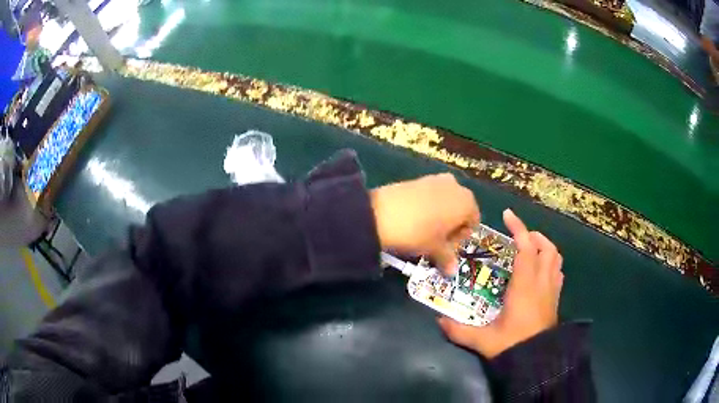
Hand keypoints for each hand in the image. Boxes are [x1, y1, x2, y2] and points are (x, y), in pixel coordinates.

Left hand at [370, 173, 479, 274]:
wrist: (382, 213)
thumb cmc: (418, 232)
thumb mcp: (434, 249)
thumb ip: (447, 259)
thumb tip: (452, 272)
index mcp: (467, 202)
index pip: (473, 222)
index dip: (461, 238)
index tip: (446, 248)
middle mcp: (456, 186)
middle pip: (460, 210)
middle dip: (451, 227)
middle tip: (435, 242)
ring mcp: (436, 179)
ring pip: (445, 202)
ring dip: (439, 217)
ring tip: (423, 232)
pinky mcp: (418, 178)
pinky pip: (430, 195)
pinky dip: (427, 207)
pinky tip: (413, 219)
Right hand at [438, 209, 563, 357]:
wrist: (539, 360)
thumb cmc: (512, 345)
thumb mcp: (483, 339)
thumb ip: (459, 330)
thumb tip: (438, 321)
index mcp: (525, 285)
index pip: (527, 247)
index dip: (519, 228)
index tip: (507, 215)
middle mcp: (542, 282)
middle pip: (546, 247)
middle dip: (533, 236)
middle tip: (517, 238)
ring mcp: (552, 289)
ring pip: (556, 257)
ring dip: (544, 247)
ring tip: (530, 249)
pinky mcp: (556, 298)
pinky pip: (558, 271)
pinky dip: (551, 262)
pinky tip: (540, 271)